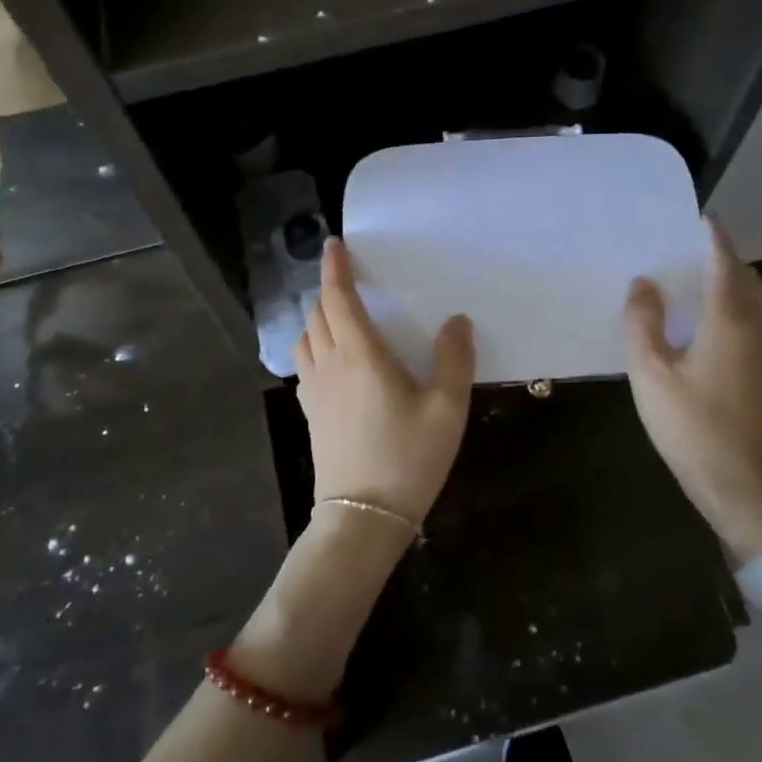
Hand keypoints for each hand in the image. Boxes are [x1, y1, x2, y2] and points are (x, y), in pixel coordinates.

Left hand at [294, 237, 475, 524]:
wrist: (363, 517)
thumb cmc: (408, 458)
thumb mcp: (447, 409)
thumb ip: (454, 359)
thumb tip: (457, 320)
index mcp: (360, 355)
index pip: (338, 298)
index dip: (333, 268)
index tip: (333, 244)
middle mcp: (329, 365)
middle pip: (317, 314)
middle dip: (327, 290)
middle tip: (347, 279)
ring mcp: (314, 391)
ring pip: (305, 339)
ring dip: (316, 318)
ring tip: (337, 315)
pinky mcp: (311, 414)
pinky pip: (305, 365)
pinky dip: (313, 346)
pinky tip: (331, 360)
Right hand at [623, 217, 761, 562]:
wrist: (743, 485)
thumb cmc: (692, 425)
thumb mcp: (651, 373)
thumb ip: (643, 323)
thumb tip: (643, 283)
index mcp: (729, 319)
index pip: (724, 263)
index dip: (712, 238)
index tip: (699, 218)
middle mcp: (756, 327)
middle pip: (746, 278)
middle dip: (724, 257)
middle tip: (690, 248)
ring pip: (755, 300)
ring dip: (733, 281)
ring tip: (700, 278)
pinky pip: (756, 320)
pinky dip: (737, 304)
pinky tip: (711, 321)